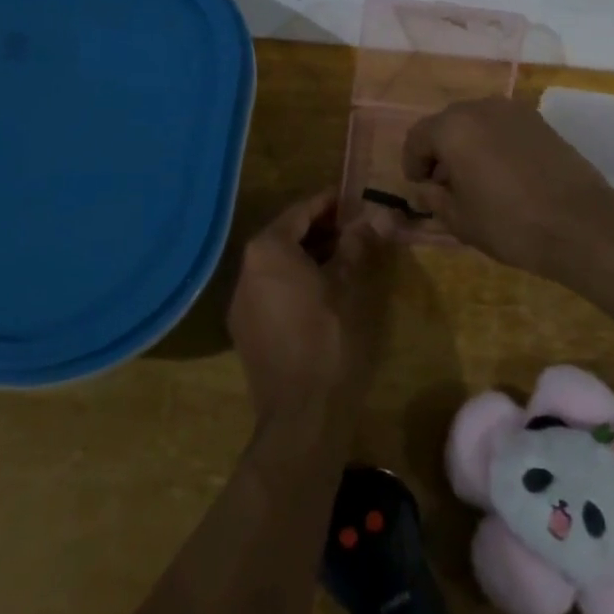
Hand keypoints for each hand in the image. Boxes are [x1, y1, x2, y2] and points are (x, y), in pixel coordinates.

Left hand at [227, 189, 393, 431]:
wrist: (301, 414)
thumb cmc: (328, 338)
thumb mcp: (348, 285)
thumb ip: (356, 245)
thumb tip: (373, 216)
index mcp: (267, 250)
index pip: (301, 211)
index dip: (329, 203)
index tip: (354, 199)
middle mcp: (246, 268)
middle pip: (286, 235)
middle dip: (320, 229)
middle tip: (354, 228)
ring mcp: (241, 301)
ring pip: (277, 263)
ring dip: (308, 255)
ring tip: (344, 257)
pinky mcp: (245, 328)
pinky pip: (270, 288)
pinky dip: (294, 280)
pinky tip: (322, 290)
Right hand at [402, 97, 613, 274]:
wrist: (581, 224)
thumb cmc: (510, 224)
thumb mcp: (460, 220)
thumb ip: (434, 198)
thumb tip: (426, 188)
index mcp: (453, 128)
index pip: (418, 137)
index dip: (412, 162)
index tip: (419, 187)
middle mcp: (481, 108)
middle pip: (448, 124)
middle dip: (440, 151)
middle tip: (444, 184)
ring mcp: (514, 111)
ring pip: (477, 122)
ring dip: (468, 145)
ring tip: (475, 179)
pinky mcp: (540, 121)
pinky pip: (503, 127)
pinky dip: (493, 143)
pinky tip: (503, 173)